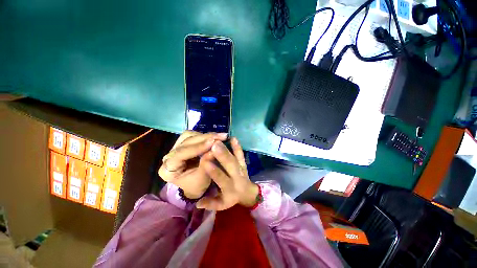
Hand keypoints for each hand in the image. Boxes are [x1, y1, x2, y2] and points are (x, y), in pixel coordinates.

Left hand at [158, 131, 227, 198]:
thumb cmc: (196, 186)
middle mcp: (169, 155)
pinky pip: (193, 135)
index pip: (182, 153)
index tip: (213, 142)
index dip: (198, 147)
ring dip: (205, 135)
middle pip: (186, 141)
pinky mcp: (184, 143)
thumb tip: (214, 150)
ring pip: (189, 135)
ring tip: (220, 137)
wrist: (194, 186)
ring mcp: (176, 147)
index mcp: (168, 168)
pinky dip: (204, 135)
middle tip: (222, 137)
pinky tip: (214, 138)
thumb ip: (206, 165)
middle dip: (205, 138)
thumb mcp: (202, 180)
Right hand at [196, 138, 258, 209]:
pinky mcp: (243, 163)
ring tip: (219, 140)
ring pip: (235, 158)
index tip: (205, 162)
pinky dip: (238, 146)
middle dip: (222, 156)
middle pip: (230, 165)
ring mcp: (241, 168)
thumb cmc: (231, 198)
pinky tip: (233, 138)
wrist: (247, 192)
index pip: (222, 179)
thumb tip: (197, 203)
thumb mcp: (221, 204)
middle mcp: (237, 177)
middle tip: (214, 145)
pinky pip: (241, 154)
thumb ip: (210, 203)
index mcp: (230, 188)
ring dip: (228, 149)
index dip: (214, 171)